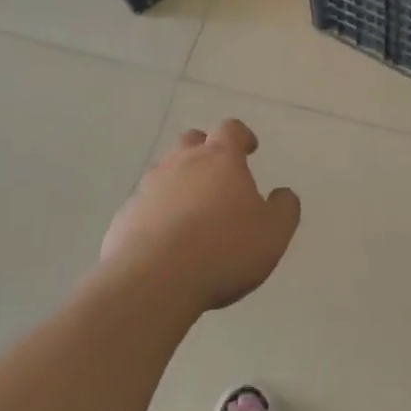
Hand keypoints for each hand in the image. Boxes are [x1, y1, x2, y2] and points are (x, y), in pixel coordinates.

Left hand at [100, 119, 300, 315]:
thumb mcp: (273, 233)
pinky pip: (146, 205)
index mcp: (220, 159)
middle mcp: (181, 163)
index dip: (242, 136)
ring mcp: (148, 187)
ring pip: (166, 172)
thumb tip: (284, 194)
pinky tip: (166, 241)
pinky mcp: (125, 215)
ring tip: (193, 214)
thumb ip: (284, 209)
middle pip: (192, 141)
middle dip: (205, 151)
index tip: (249, 147)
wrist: (154, 280)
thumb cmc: (223, 249)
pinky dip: (158, 214)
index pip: (230, 130)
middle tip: (218, 175)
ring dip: (180, 184)